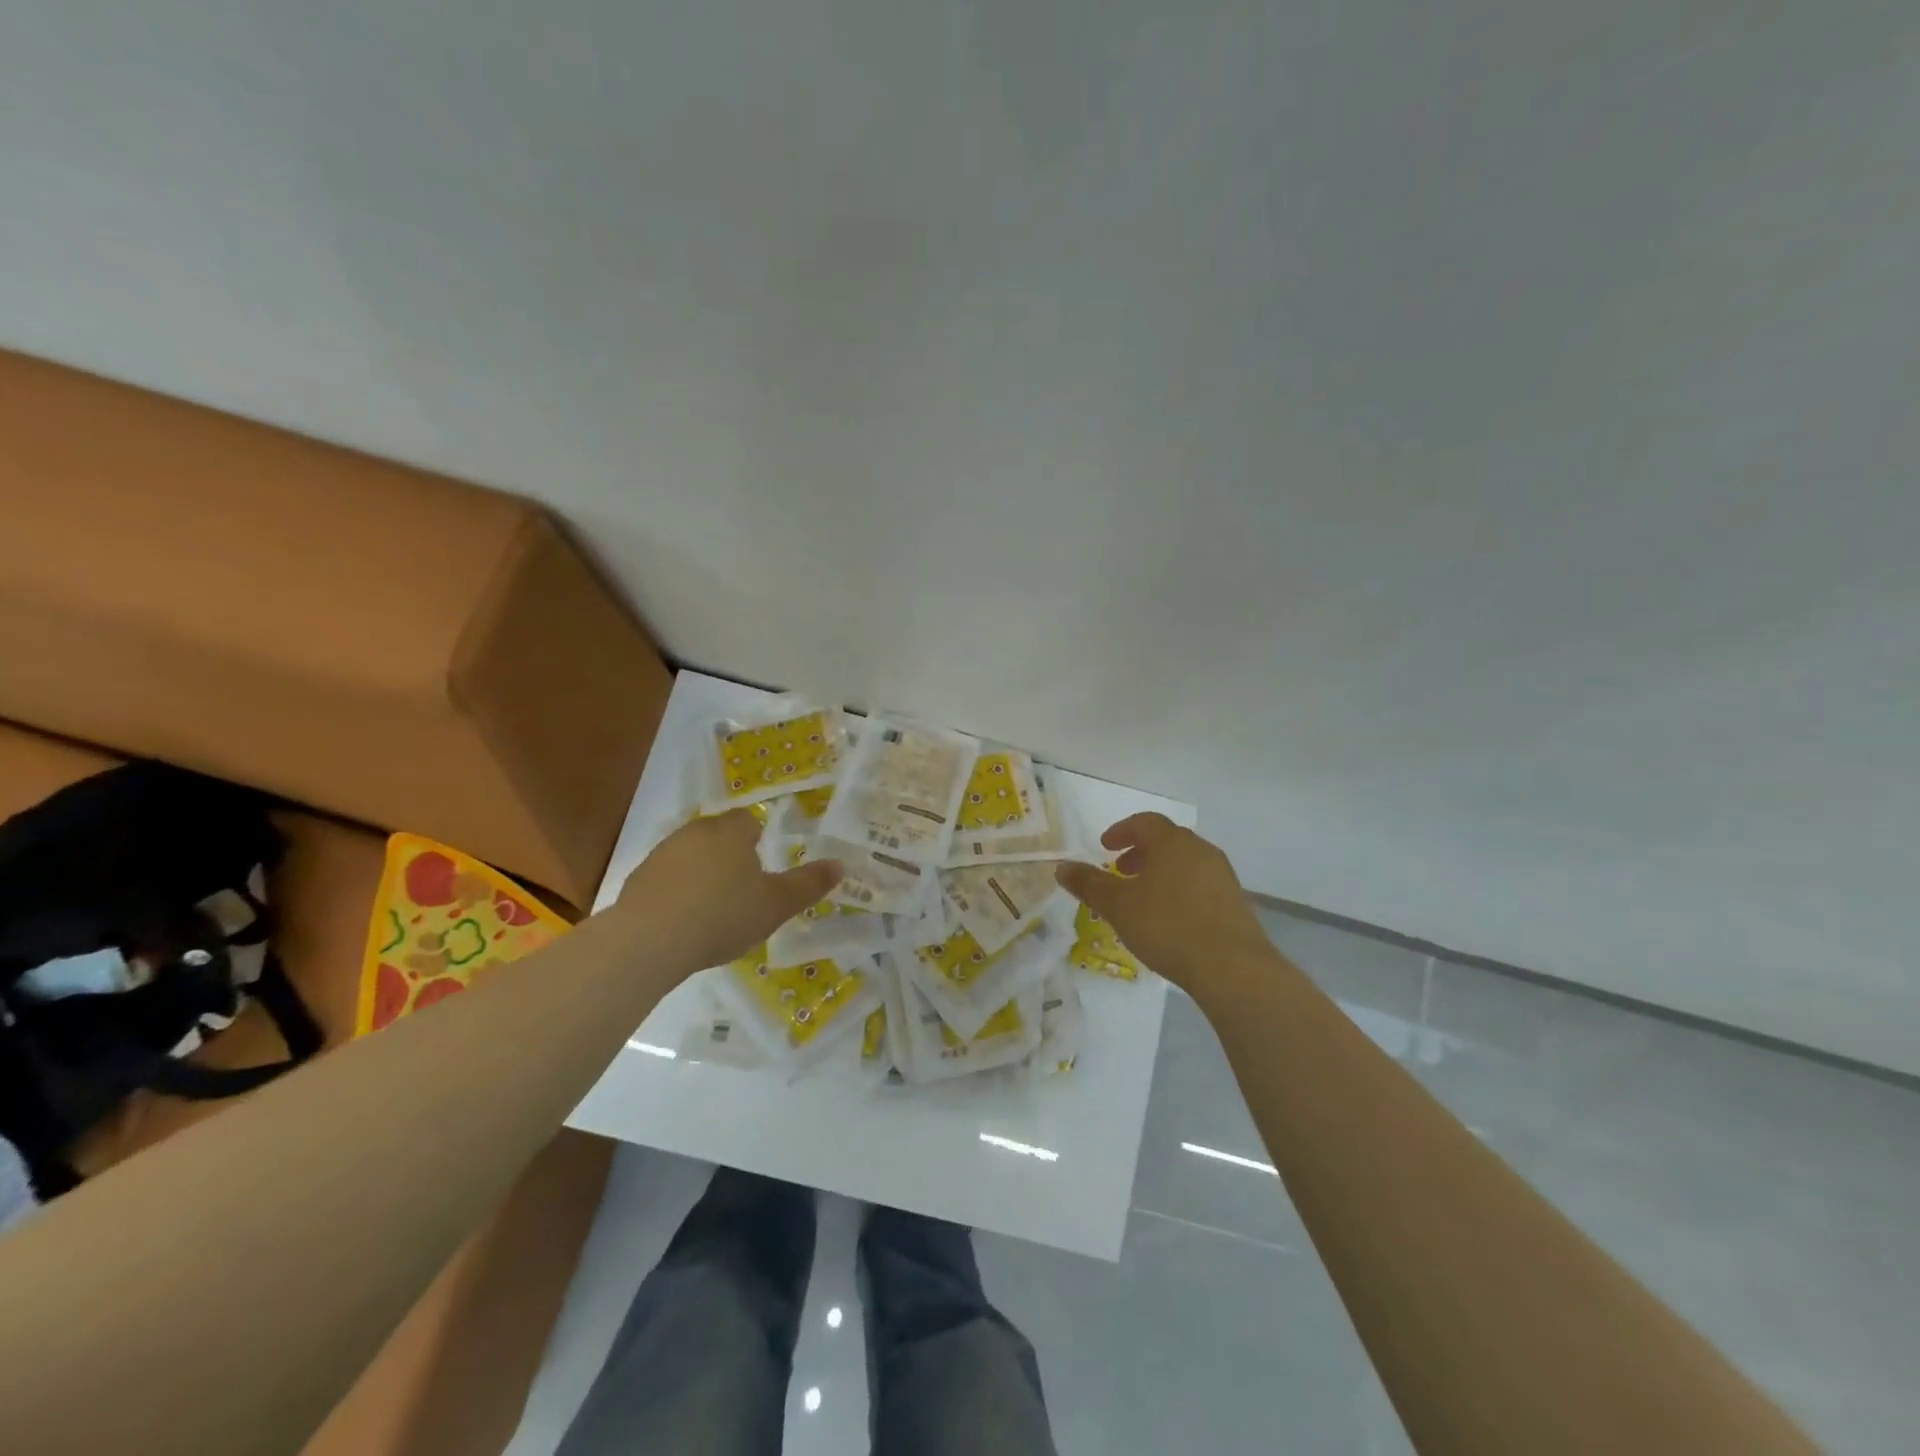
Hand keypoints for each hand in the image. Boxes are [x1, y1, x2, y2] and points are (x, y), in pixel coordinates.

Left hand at [615, 810, 841, 976]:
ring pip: (690, 856)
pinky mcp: (637, 880)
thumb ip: (808, 884)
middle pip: (718, 836)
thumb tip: (839, 865)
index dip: (758, 839)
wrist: (649, 941)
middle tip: (744, 890)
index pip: (748, 820)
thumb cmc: (723, 915)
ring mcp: (661, 855)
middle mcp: (694, 832)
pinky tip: (684, 923)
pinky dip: (677, 894)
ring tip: (714, 911)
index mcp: (730, 832)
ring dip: (702, 875)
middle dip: (730, 856)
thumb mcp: (776, 905)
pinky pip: (666, 880)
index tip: (763, 866)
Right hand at [1056, 813, 1271, 992]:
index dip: (1121, 831)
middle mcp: (1200, 850)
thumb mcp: (1118, 906)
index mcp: (1172, 842)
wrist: (1232, 967)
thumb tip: (1062, 867)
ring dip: (1160, 872)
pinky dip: (1179, 890)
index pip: (1144, 822)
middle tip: (1120, 871)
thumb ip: (1089, 884)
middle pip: (1166, 841)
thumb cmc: (1168, 926)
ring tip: (1143, 898)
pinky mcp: (1235, 902)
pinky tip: (1170, 919)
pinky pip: (1200, 884)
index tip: (1105, 847)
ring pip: (1184, 863)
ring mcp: (1222, 876)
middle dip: (1140, 852)